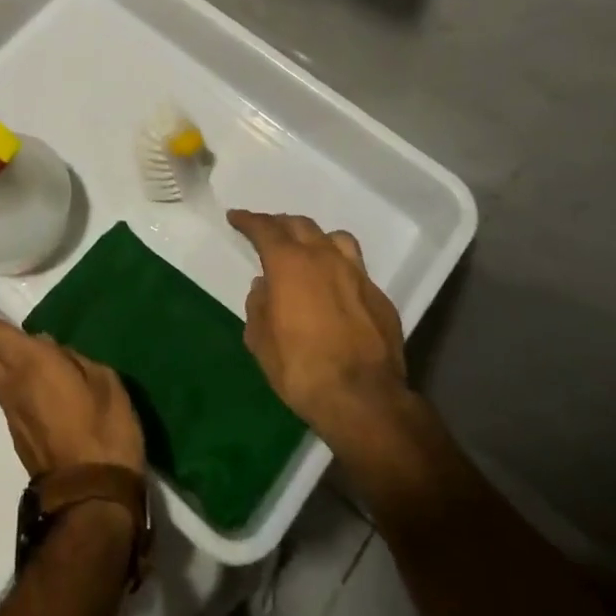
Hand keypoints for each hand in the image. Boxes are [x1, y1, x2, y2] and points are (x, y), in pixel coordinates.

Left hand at [0, 292, 145, 476]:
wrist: (91, 500)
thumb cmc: (104, 432)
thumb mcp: (103, 381)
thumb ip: (73, 359)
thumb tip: (47, 349)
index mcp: (31, 364)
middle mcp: (11, 384)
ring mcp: (11, 411)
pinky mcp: (19, 431)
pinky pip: (0, 387)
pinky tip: (3, 363)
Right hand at [229, 210, 410, 447]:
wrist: (364, 399)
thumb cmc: (301, 369)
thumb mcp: (261, 341)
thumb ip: (259, 306)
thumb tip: (264, 287)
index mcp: (290, 263)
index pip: (265, 228)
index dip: (248, 220)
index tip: (236, 217)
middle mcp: (325, 258)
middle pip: (300, 225)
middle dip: (279, 224)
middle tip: (267, 232)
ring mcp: (356, 274)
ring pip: (334, 238)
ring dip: (315, 238)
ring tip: (306, 250)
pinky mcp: (379, 295)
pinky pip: (355, 268)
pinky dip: (338, 268)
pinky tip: (334, 287)